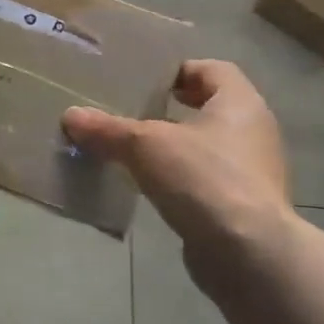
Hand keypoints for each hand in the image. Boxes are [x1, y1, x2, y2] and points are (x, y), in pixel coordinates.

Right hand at [62, 60, 296, 295]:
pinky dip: (181, 179)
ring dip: (174, 147)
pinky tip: (150, 188)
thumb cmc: (203, 178)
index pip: (213, 69)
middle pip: (209, 108)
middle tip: (133, 112)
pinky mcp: (243, 207)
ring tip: (133, 151)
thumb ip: (108, 129)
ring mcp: (252, 172)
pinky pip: (207, 180)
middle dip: (171, 109)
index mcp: (240, 103)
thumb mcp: (145, 146)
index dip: (179, 70)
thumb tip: (70, 116)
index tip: (146, 81)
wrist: (248, 254)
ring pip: (207, 146)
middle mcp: (253, 131)